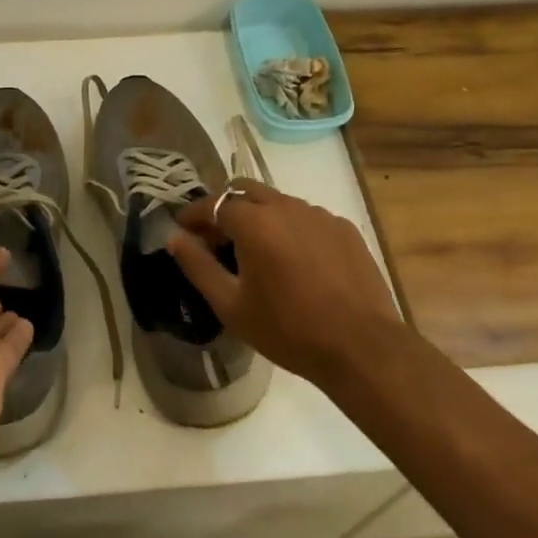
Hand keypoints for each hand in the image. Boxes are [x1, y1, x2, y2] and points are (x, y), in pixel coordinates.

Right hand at [169, 180, 402, 390]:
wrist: (361, 347)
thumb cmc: (288, 329)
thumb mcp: (231, 305)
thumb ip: (198, 266)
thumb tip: (175, 238)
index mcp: (254, 221)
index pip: (213, 203)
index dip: (193, 215)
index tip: (182, 229)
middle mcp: (286, 206)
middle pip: (245, 190)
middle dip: (226, 207)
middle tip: (217, 237)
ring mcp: (319, 214)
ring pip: (278, 202)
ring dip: (260, 216)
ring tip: (258, 251)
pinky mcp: (344, 228)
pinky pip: (307, 218)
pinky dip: (291, 229)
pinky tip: (296, 262)